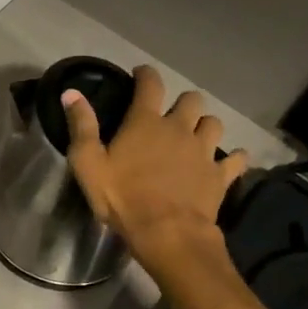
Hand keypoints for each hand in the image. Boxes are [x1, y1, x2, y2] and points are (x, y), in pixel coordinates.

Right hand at [63, 65, 247, 268]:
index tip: (141, 74)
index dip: (146, 74)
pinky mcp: (220, 175)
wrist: (167, 233)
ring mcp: (204, 151)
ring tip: (196, 136)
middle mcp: (179, 128)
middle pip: (191, 100)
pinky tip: (229, 162)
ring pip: (214, 124)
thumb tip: (71, 93)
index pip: (150, 84)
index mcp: (146, 122)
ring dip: (205, 126)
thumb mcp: (88, 164)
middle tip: (172, 115)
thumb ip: (81, 126)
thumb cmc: (123, 198)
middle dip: (183, 103)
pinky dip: (234, 158)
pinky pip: (236, 159)